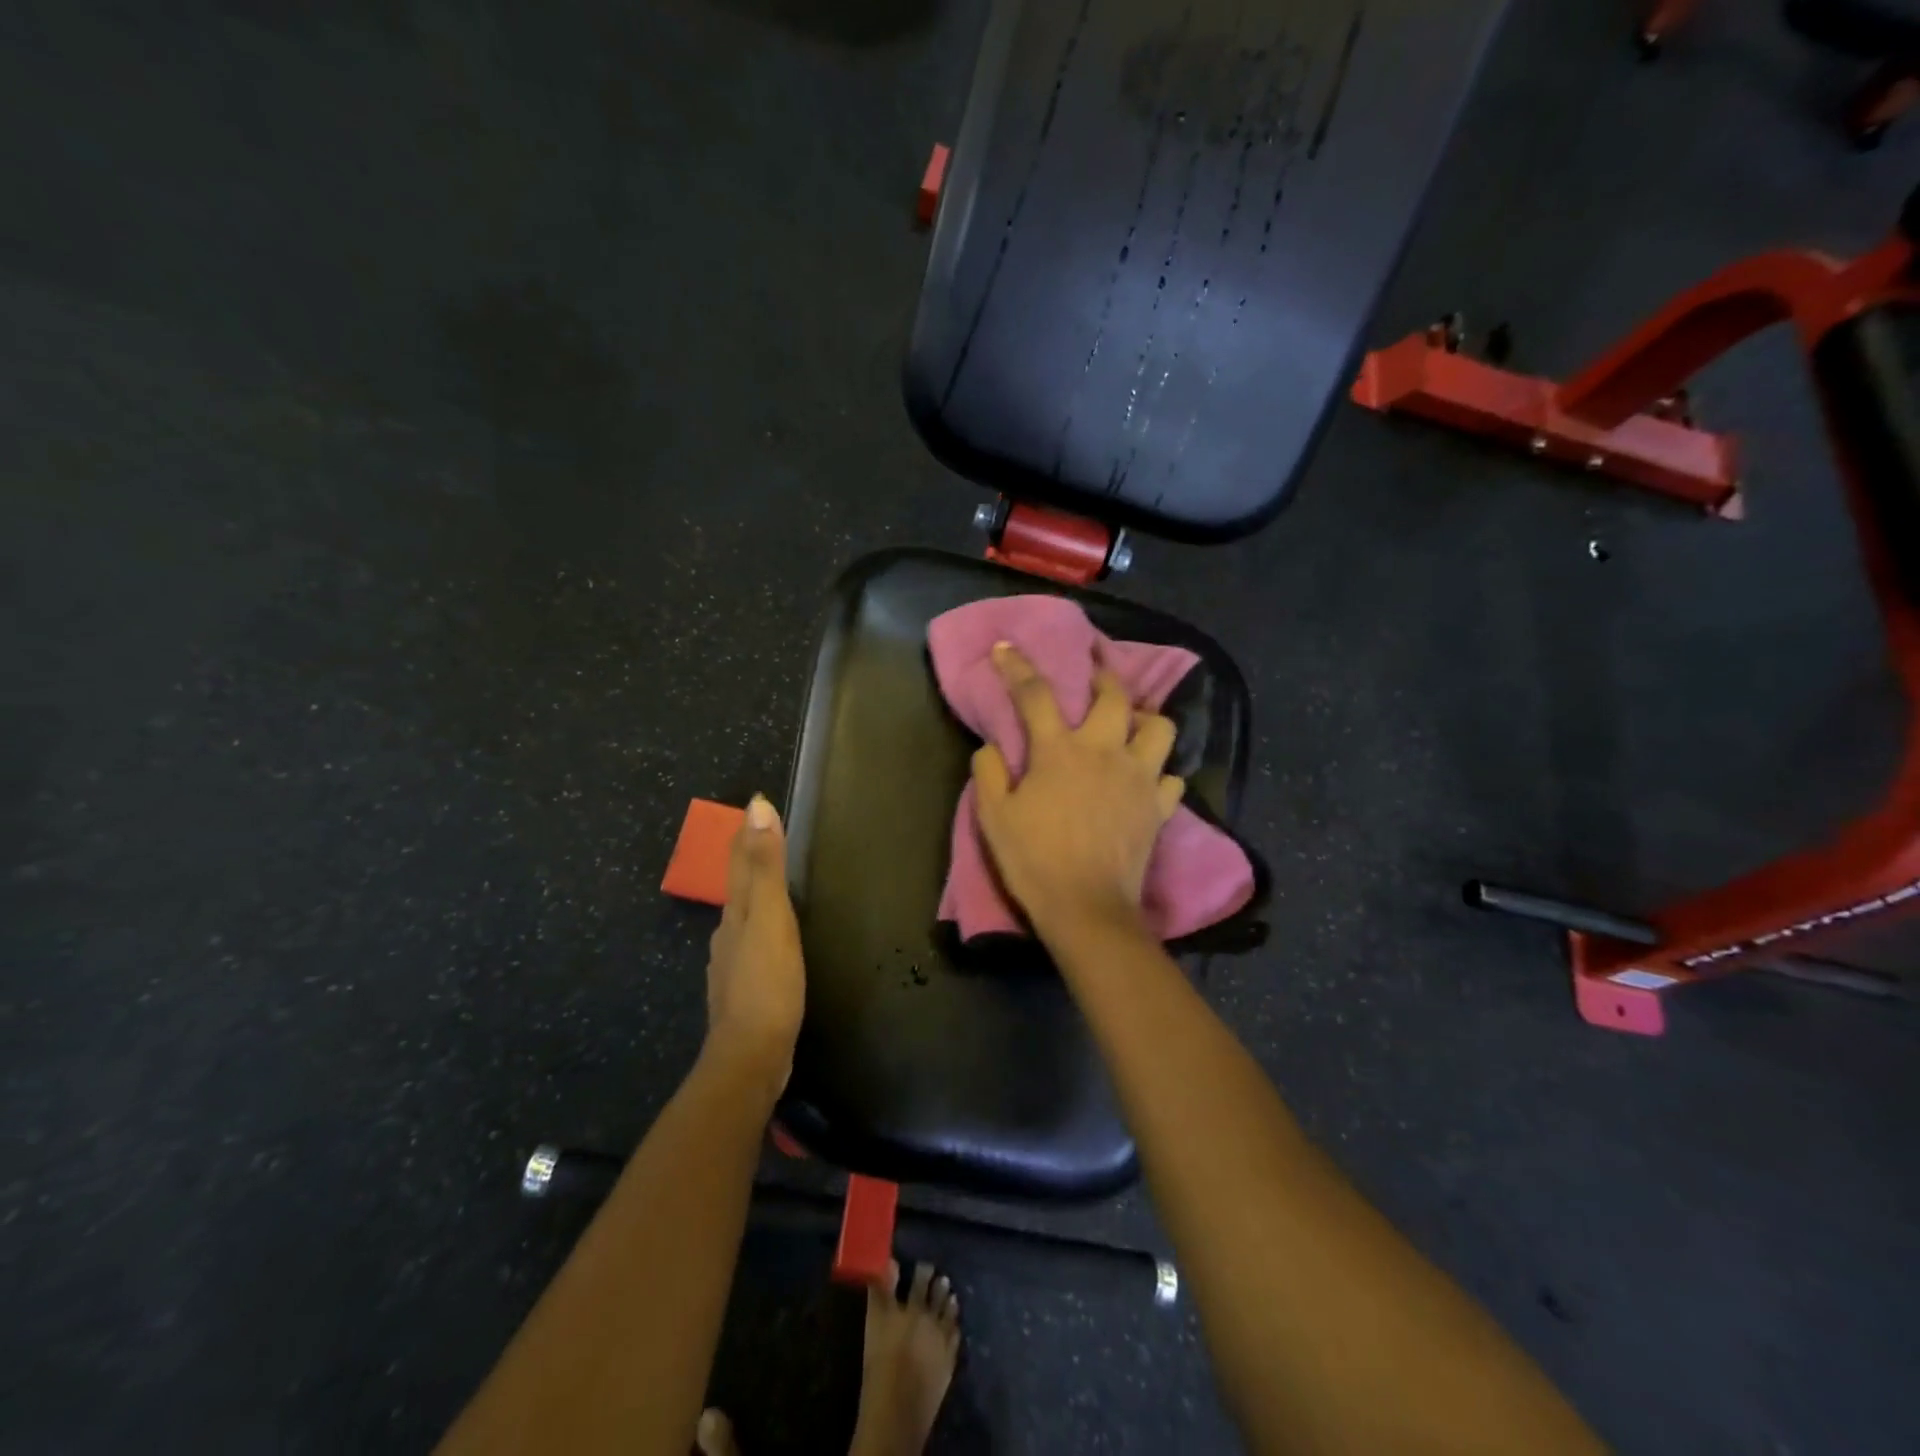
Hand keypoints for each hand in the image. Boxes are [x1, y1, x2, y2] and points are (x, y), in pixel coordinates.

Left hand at [705, 795, 805, 1092]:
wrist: (751, 1056)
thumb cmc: (767, 983)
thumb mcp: (771, 918)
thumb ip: (766, 866)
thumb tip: (756, 808)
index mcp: (736, 913)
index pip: (740, 862)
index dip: (747, 834)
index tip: (755, 806)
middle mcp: (728, 934)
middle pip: (738, 888)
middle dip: (748, 861)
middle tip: (766, 839)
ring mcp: (733, 965)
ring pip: (743, 919)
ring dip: (754, 897)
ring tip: (772, 887)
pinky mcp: (745, 990)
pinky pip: (752, 946)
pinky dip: (761, 930)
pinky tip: (772, 943)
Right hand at [970, 642, 1183, 937]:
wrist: (1086, 909)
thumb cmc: (1034, 861)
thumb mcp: (993, 817)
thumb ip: (989, 773)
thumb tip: (993, 747)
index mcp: (1059, 751)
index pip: (1035, 694)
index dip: (1017, 666)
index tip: (1005, 648)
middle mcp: (1104, 752)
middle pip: (1114, 695)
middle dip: (1102, 676)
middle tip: (1093, 677)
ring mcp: (1139, 778)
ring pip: (1160, 728)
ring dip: (1144, 720)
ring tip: (1130, 728)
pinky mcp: (1159, 808)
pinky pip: (1171, 777)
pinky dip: (1160, 773)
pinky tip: (1146, 779)